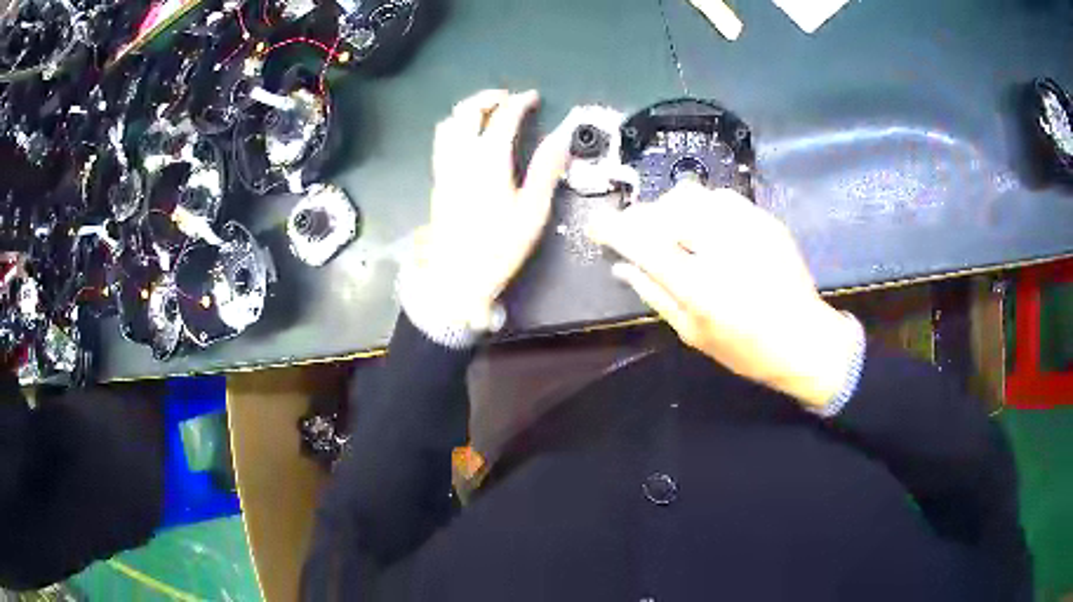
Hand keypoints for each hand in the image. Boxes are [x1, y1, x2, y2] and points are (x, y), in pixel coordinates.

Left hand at [409, 89, 570, 328]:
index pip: (503, 117)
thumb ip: (546, 170)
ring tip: (488, 112)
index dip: (520, 102)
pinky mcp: (437, 179)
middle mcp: (461, 156)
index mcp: (489, 161)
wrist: (456, 276)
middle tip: (509, 98)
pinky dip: (455, 126)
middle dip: (489, 97)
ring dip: (468, 109)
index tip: (534, 97)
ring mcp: (445, 167)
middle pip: (467, 110)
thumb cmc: (499, 247)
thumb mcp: (532, 211)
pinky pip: (441, 140)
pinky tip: (468, 136)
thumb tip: (561, 139)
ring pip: (449, 122)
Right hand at [586, 182, 858, 409]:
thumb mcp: (693, 333)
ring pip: (692, 195)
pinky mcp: (765, 219)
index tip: (596, 227)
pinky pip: (721, 197)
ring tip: (671, 230)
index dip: (613, 230)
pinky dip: (701, 207)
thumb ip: (654, 295)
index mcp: (700, 286)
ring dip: (671, 209)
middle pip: (666, 209)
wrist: (804, 339)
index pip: (644, 243)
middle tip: (636, 234)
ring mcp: (748, 227)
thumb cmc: (746, 349)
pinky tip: (705, 227)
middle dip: (642, 217)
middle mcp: (723, 247)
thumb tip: (622, 266)